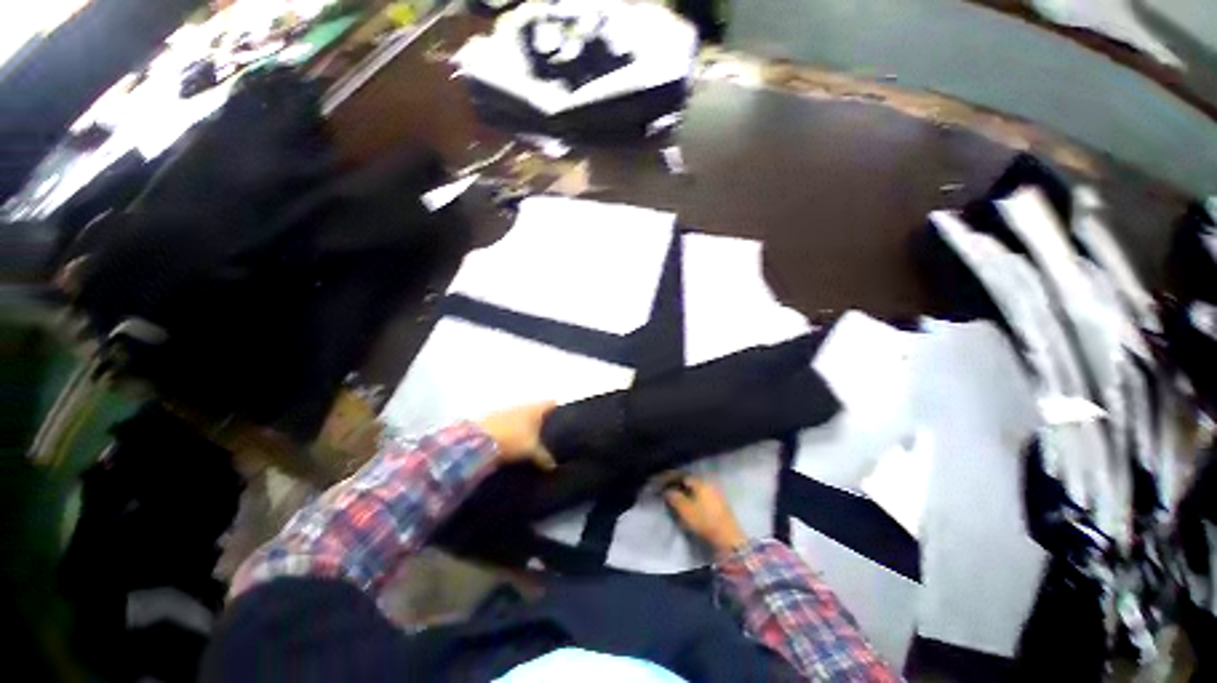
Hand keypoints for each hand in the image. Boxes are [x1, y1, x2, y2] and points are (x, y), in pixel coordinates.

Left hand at [477, 402, 557, 470]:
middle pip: (536, 408)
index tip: (562, 419)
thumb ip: (544, 457)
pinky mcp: (492, 417)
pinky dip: (512, 428)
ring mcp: (506, 410)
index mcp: (535, 408)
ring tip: (529, 438)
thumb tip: (554, 466)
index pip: (551, 403)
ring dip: (525, 423)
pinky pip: (508, 421)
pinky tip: (511, 439)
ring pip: (521, 414)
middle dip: (541, 419)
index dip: (557, 410)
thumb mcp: (531, 450)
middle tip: (547, 433)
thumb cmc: (512, 440)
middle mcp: (522, 405)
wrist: (477, 439)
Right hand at [662, 475, 747, 554]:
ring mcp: (717, 494)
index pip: (683, 477)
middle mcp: (710, 484)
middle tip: (672, 493)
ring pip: (699, 490)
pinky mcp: (722, 505)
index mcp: (700, 482)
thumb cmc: (704, 521)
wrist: (728, 538)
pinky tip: (694, 506)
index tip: (665, 487)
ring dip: (689, 494)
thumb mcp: (684, 510)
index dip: (673, 481)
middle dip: (681, 487)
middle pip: (692, 483)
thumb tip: (667, 491)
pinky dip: (697, 500)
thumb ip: (674, 498)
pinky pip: (705, 497)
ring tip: (681, 501)